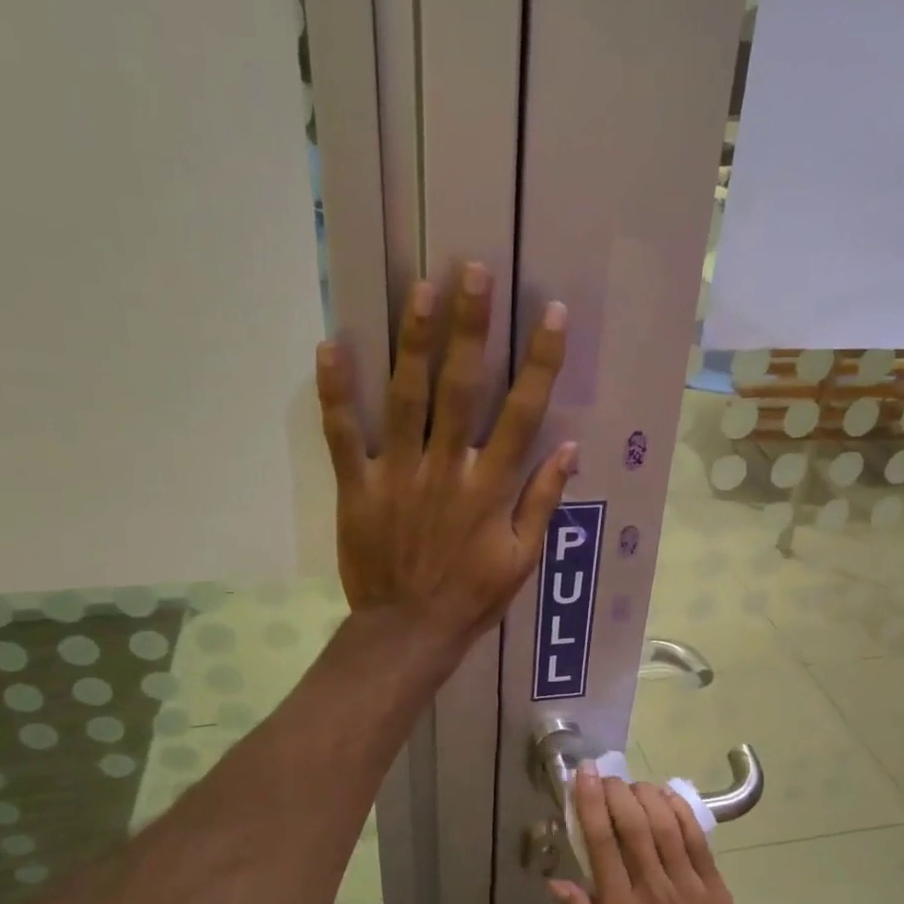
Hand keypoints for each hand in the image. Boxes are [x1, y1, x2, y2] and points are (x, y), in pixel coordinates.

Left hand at [318, 262, 575, 648]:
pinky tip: (332, 345)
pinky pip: (344, 436)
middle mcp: (447, 470)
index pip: (522, 414)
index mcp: (490, 488)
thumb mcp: (521, 559)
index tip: (552, 315)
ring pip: (405, 399)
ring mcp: (398, 475)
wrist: (409, 632)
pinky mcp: (358, 488)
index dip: (540, 363)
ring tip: (419, 289)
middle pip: (460, 390)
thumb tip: (570, 448)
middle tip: (472, 271)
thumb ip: (542, 502)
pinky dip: (336, 393)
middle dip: (470, 329)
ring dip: (413, 342)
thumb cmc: (472, 598)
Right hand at [549, 768, 768, 903]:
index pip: (602, 843)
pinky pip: (696, 839)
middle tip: (606, 775)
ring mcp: (686, 883)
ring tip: (633, 784)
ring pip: (665, 825)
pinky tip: (668, 796)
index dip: (590, 803)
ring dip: (646, 796)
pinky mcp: (713, 885)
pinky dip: (681, 812)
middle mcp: (652, 887)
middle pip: (633, 825)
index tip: (583, 776)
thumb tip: (555, 883)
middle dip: (616, 792)